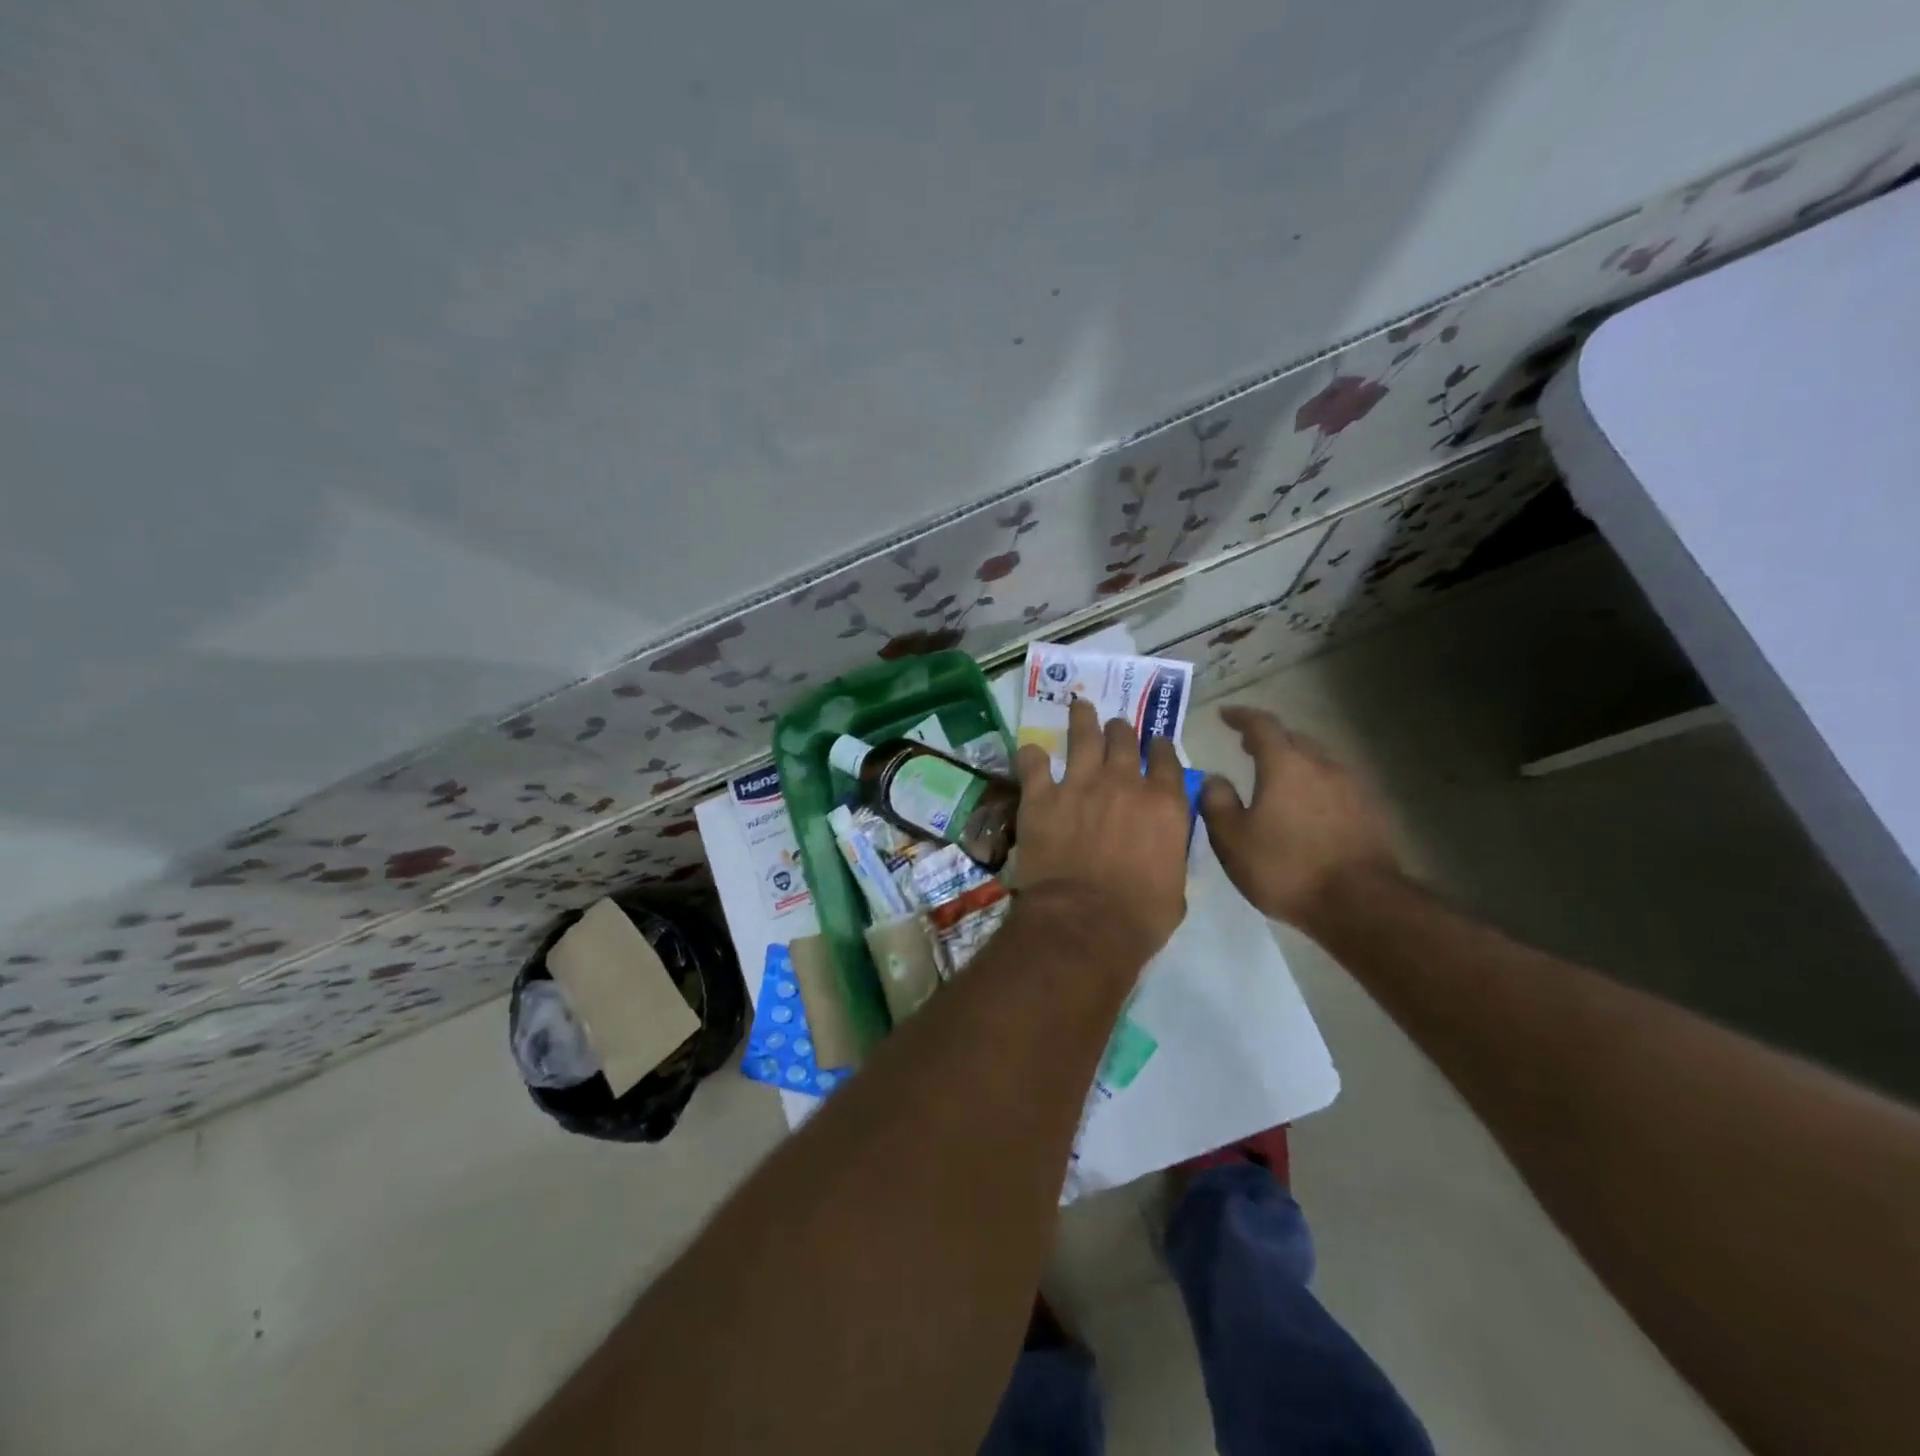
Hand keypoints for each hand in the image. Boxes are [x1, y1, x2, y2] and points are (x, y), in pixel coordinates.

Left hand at [1014, 698, 1191, 958]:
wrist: (1084, 923)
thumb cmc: (1139, 916)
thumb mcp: (1175, 886)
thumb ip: (1169, 853)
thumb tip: (1162, 847)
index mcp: (1164, 804)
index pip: (1167, 759)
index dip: (1160, 747)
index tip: (1155, 744)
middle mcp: (1124, 783)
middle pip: (1124, 739)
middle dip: (1121, 730)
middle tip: (1115, 727)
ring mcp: (1080, 785)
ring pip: (1083, 736)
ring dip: (1082, 719)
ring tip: (1080, 706)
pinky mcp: (1042, 796)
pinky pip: (1034, 764)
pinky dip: (1032, 757)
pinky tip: (1031, 752)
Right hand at [1200, 706, 1401, 929]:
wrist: (1360, 903)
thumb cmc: (1286, 868)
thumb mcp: (1232, 840)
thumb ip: (1217, 803)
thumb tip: (1214, 778)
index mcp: (1285, 765)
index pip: (1261, 725)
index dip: (1241, 717)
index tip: (1225, 715)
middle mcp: (1322, 765)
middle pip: (1294, 739)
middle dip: (1270, 739)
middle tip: (1247, 747)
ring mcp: (1352, 787)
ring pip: (1319, 761)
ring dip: (1295, 762)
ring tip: (1278, 779)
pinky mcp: (1371, 811)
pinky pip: (1336, 785)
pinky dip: (1316, 786)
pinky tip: (1308, 808)